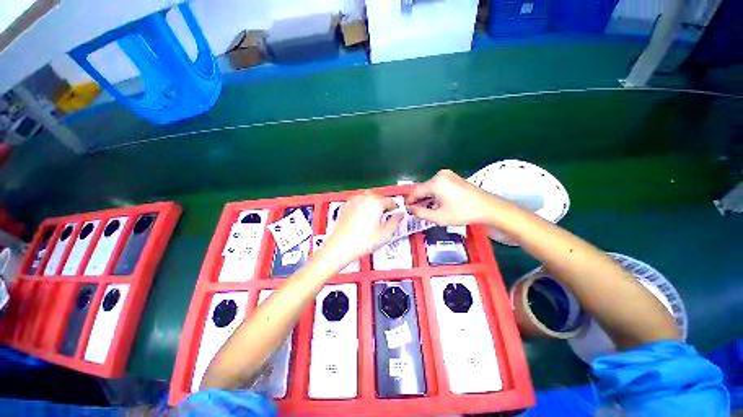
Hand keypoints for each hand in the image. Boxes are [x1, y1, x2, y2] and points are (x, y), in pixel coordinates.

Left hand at [323, 192, 402, 264]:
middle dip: (384, 207)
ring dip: (373, 206)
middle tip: (385, 219)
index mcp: (375, 202)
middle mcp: (364, 198)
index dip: (395, 209)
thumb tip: (399, 215)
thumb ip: (396, 221)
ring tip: (373, 219)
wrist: (340, 247)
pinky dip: (362, 208)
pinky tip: (362, 219)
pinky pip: (358, 203)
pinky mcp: (345, 206)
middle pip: (379, 198)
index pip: (391, 201)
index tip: (395, 215)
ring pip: (368, 199)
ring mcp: (353, 201)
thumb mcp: (386, 234)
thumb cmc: (362, 242)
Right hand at [405, 169, 506, 225]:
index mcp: (435, 183)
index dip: (409, 201)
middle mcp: (440, 175)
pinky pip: (438, 185)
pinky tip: (437, 204)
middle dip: (419, 200)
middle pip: (423, 188)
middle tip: (417, 212)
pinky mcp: (453, 177)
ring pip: (430, 187)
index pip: (415, 191)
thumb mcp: (439, 217)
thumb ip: (420, 213)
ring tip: (428, 210)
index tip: (407, 210)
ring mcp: (448, 175)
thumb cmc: (462, 213)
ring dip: (427, 198)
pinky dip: (435, 194)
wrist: (488, 207)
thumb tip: (410, 209)